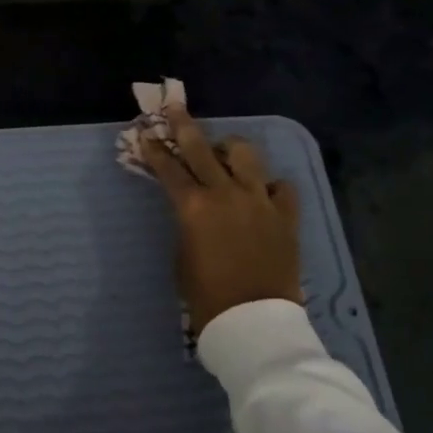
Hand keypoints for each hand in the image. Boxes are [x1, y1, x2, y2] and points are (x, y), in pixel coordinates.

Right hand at [139, 102, 302, 332]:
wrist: (254, 324)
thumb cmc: (206, 296)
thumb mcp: (182, 254)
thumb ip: (186, 222)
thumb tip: (191, 208)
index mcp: (193, 206)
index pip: (168, 168)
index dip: (154, 150)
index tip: (146, 134)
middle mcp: (225, 194)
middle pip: (201, 148)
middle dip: (184, 125)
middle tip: (175, 108)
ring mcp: (259, 201)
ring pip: (246, 154)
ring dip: (230, 149)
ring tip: (225, 152)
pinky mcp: (286, 215)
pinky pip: (281, 186)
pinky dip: (269, 185)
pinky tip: (262, 192)